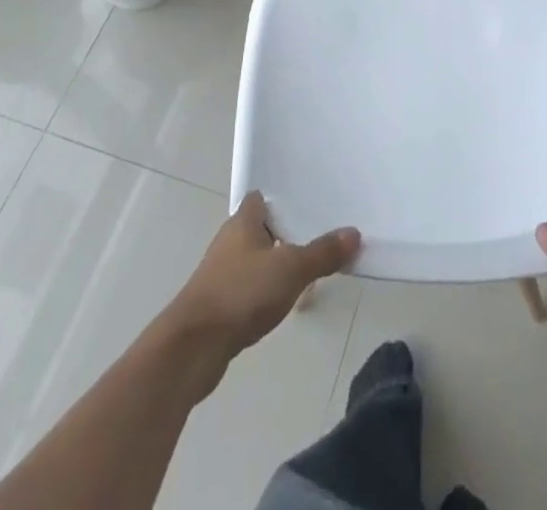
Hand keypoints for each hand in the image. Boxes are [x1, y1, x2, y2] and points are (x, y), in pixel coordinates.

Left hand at [168, 192, 359, 360]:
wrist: (192, 348)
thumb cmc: (241, 293)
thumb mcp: (291, 270)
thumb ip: (322, 253)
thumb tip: (353, 233)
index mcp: (243, 221)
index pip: (261, 198)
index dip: (282, 199)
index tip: (307, 205)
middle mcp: (229, 241)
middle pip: (259, 228)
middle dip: (284, 234)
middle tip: (316, 238)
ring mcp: (219, 273)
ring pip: (253, 259)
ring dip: (274, 265)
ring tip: (305, 273)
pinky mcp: (216, 304)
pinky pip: (246, 287)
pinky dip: (263, 291)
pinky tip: (280, 304)